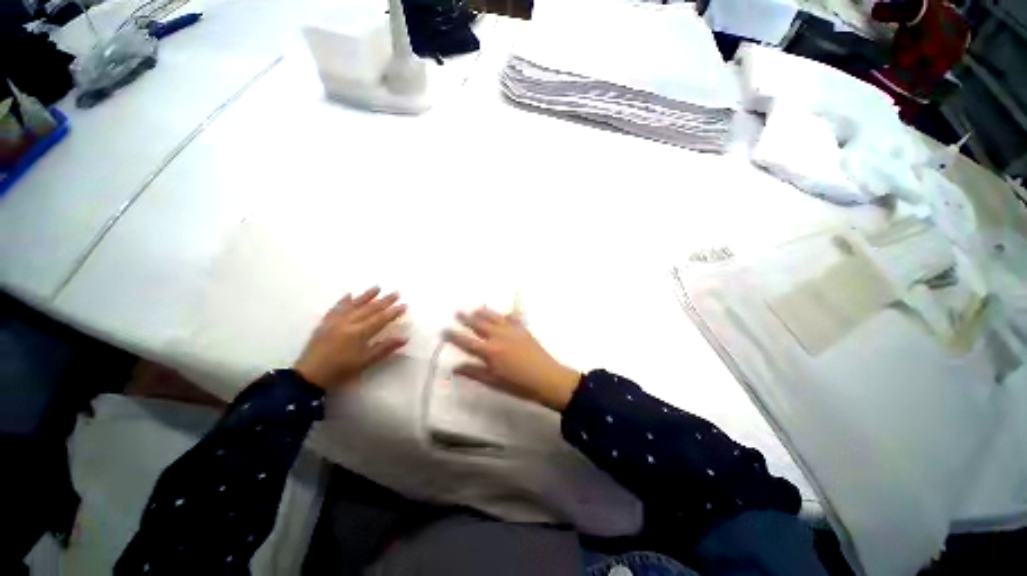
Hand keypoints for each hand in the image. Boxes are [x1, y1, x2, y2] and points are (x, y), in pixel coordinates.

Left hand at [293, 287, 407, 388]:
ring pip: (353, 305)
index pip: (381, 318)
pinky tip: (349, 294)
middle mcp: (348, 322)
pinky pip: (336, 308)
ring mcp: (335, 321)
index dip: (393, 311)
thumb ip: (385, 348)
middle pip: (369, 309)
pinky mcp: (325, 323)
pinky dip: (343, 301)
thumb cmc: (341, 370)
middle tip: (396, 293)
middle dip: (384, 301)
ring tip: (377, 287)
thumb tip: (404, 337)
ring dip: (366, 295)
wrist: (309, 376)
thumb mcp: (365, 362)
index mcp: (359, 332)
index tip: (404, 305)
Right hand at [444, 308, 579, 410]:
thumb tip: (455, 367)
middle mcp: (498, 336)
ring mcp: (512, 331)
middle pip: (479, 325)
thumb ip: (474, 372)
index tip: (444, 330)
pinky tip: (504, 313)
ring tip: (476, 308)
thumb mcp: (494, 382)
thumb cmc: (519, 385)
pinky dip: (506, 315)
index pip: (467, 342)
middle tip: (457, 312)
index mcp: (489, 351)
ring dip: (484, 312)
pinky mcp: (523, 330)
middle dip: (466, 318)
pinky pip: (512, 318)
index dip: (454, 336)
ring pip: (494, 318)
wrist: (547, 378)